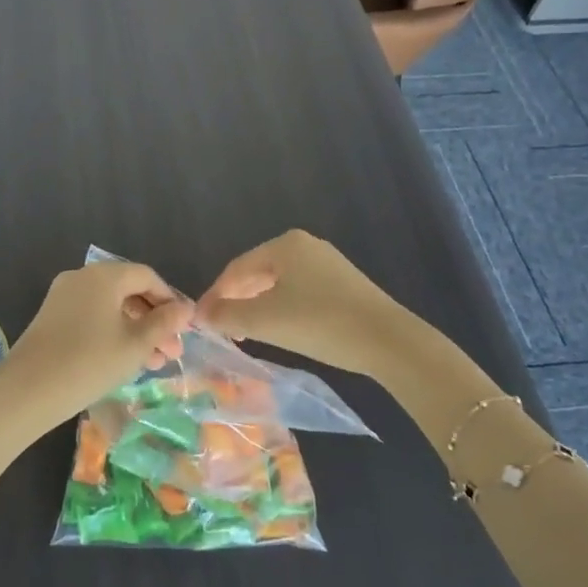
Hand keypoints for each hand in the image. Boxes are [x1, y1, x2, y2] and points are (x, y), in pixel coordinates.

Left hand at [0, 261, 192, 433]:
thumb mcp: (135, 345)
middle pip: (128, 290)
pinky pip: (91, 316)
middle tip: (172, 352)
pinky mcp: (51, 317)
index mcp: (104, 275)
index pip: (147, 277)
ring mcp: (63, 296)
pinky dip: (112, 332)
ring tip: (153, 364)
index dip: (170, 300)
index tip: (185, 329)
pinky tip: (124, 361)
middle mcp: (81, 277)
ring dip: (135, 330)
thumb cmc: (90, 362)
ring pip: (110, 306)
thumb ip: (163, 323)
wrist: (27, 390)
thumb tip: (186, 308)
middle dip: (154, 320)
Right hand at [195, 230, 414, 377]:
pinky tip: (280, 329)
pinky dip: (281, 309)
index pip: (236, 268)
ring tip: (245, 333)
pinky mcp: (344, 286)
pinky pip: (299, 292)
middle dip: (236, 300)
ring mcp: (328, 264)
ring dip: (257, 307)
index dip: (215, 294)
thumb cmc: (319, 323)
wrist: (388, 342)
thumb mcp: (265, 321)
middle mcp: (306, 246)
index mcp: (285, 245)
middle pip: (257, 273)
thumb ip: (227, 316)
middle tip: (221, 328)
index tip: (201, 321)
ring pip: (278, 284)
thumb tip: (199, 315)